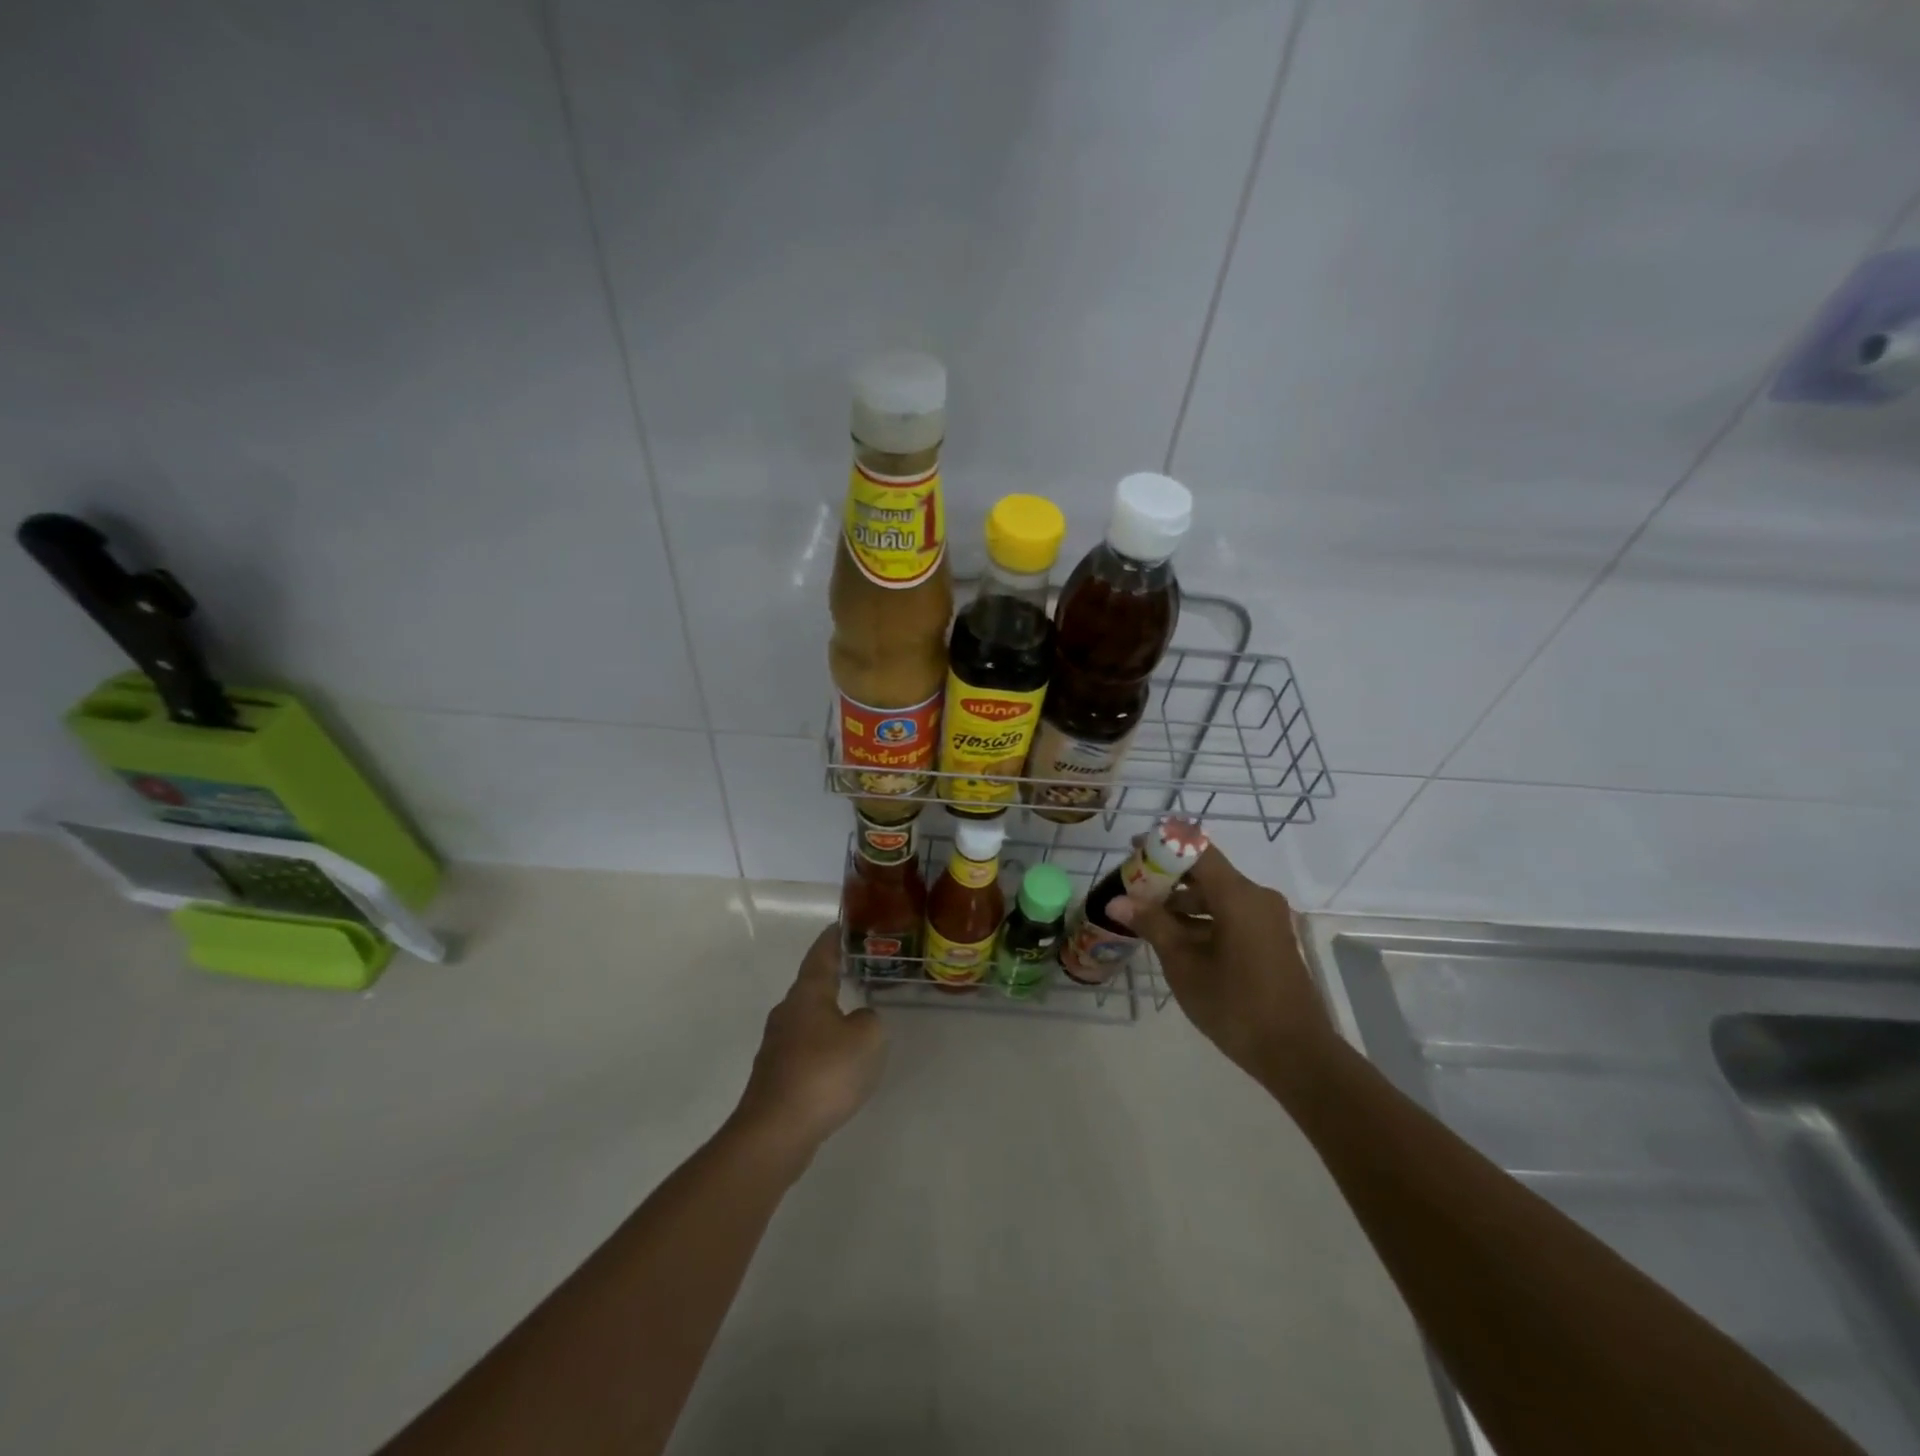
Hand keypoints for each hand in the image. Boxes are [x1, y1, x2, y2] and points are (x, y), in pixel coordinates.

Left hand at [733, 924, 886, 1156]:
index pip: (821, 953)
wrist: (775, 1132)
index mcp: (807, 993)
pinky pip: (805, 1047)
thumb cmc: (824, 1073)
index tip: (843, 924)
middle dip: (833, 976)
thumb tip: (858, 1019)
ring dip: (829, 1013)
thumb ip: (870, 1020)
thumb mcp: (867, 1038)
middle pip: (811, 985)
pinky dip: (823, 1045)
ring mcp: (777, 1044)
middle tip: (859, 969)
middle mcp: (787, 1011)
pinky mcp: (776, 1075)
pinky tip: (839, 1061)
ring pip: (808, 1018)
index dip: (833, 938)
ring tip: (855, 1015)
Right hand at [1109, 846, 1335, 1086]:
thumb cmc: (1235, 1005)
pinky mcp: (1270, 939)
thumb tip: (1116, 901)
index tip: (1133, 851)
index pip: (1197, 850)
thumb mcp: (1183, 964)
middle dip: (1167, 878)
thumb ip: (1152, 924)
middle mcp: (1257, 897)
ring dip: (1183, 902)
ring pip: (1218, 896)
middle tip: (1131, 889)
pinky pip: (1231, 914)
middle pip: (1206, 873)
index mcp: (1239, 896)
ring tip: (1145, 917)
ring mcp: (1267, 919)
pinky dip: (1202, 919)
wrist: (1296, 1054)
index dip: (1163, 846)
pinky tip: (1175, 938)